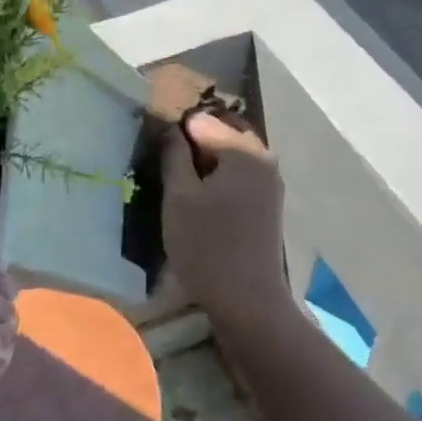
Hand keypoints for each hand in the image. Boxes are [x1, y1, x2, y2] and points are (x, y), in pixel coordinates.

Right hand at [161, 112, 289, 326]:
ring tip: (176, 178)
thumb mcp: (179, 197)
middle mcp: (263, 158)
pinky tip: (197, 196)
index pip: (201, 121)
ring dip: (204, 160)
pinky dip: (217, 177)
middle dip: (192, 141)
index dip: (174, 129)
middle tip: (162, 160)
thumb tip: (171, 128)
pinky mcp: (267, 203)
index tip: (152, 146)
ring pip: (230, 156)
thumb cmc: (207, 245)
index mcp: (243, 150)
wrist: (247, 299)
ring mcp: (269, 182)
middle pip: (221, 133)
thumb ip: (174, 155)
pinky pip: (238, 175)